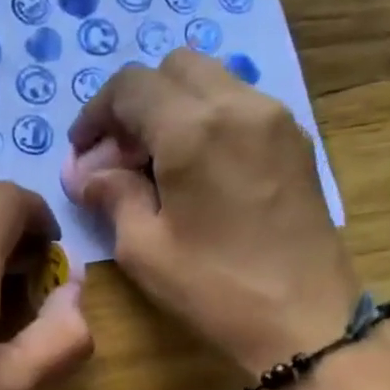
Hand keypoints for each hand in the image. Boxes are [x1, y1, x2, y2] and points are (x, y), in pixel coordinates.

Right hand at [66, 49, 361, 380]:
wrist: (306, 320)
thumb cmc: (215, 288)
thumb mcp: (144, 247)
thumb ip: (112, 195)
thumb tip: (88, 175)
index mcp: (193, 129)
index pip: (131, 86)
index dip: (96, 113)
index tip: (84, 153)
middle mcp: (239, 106)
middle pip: (173, 69)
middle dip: (136, 103)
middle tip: (119, 155)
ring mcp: (275, 119)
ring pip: (211, 81)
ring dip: (172, 108)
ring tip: (155, 164)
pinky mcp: (295, 140)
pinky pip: (240, 105)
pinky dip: (206, 120)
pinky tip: (195, 171)